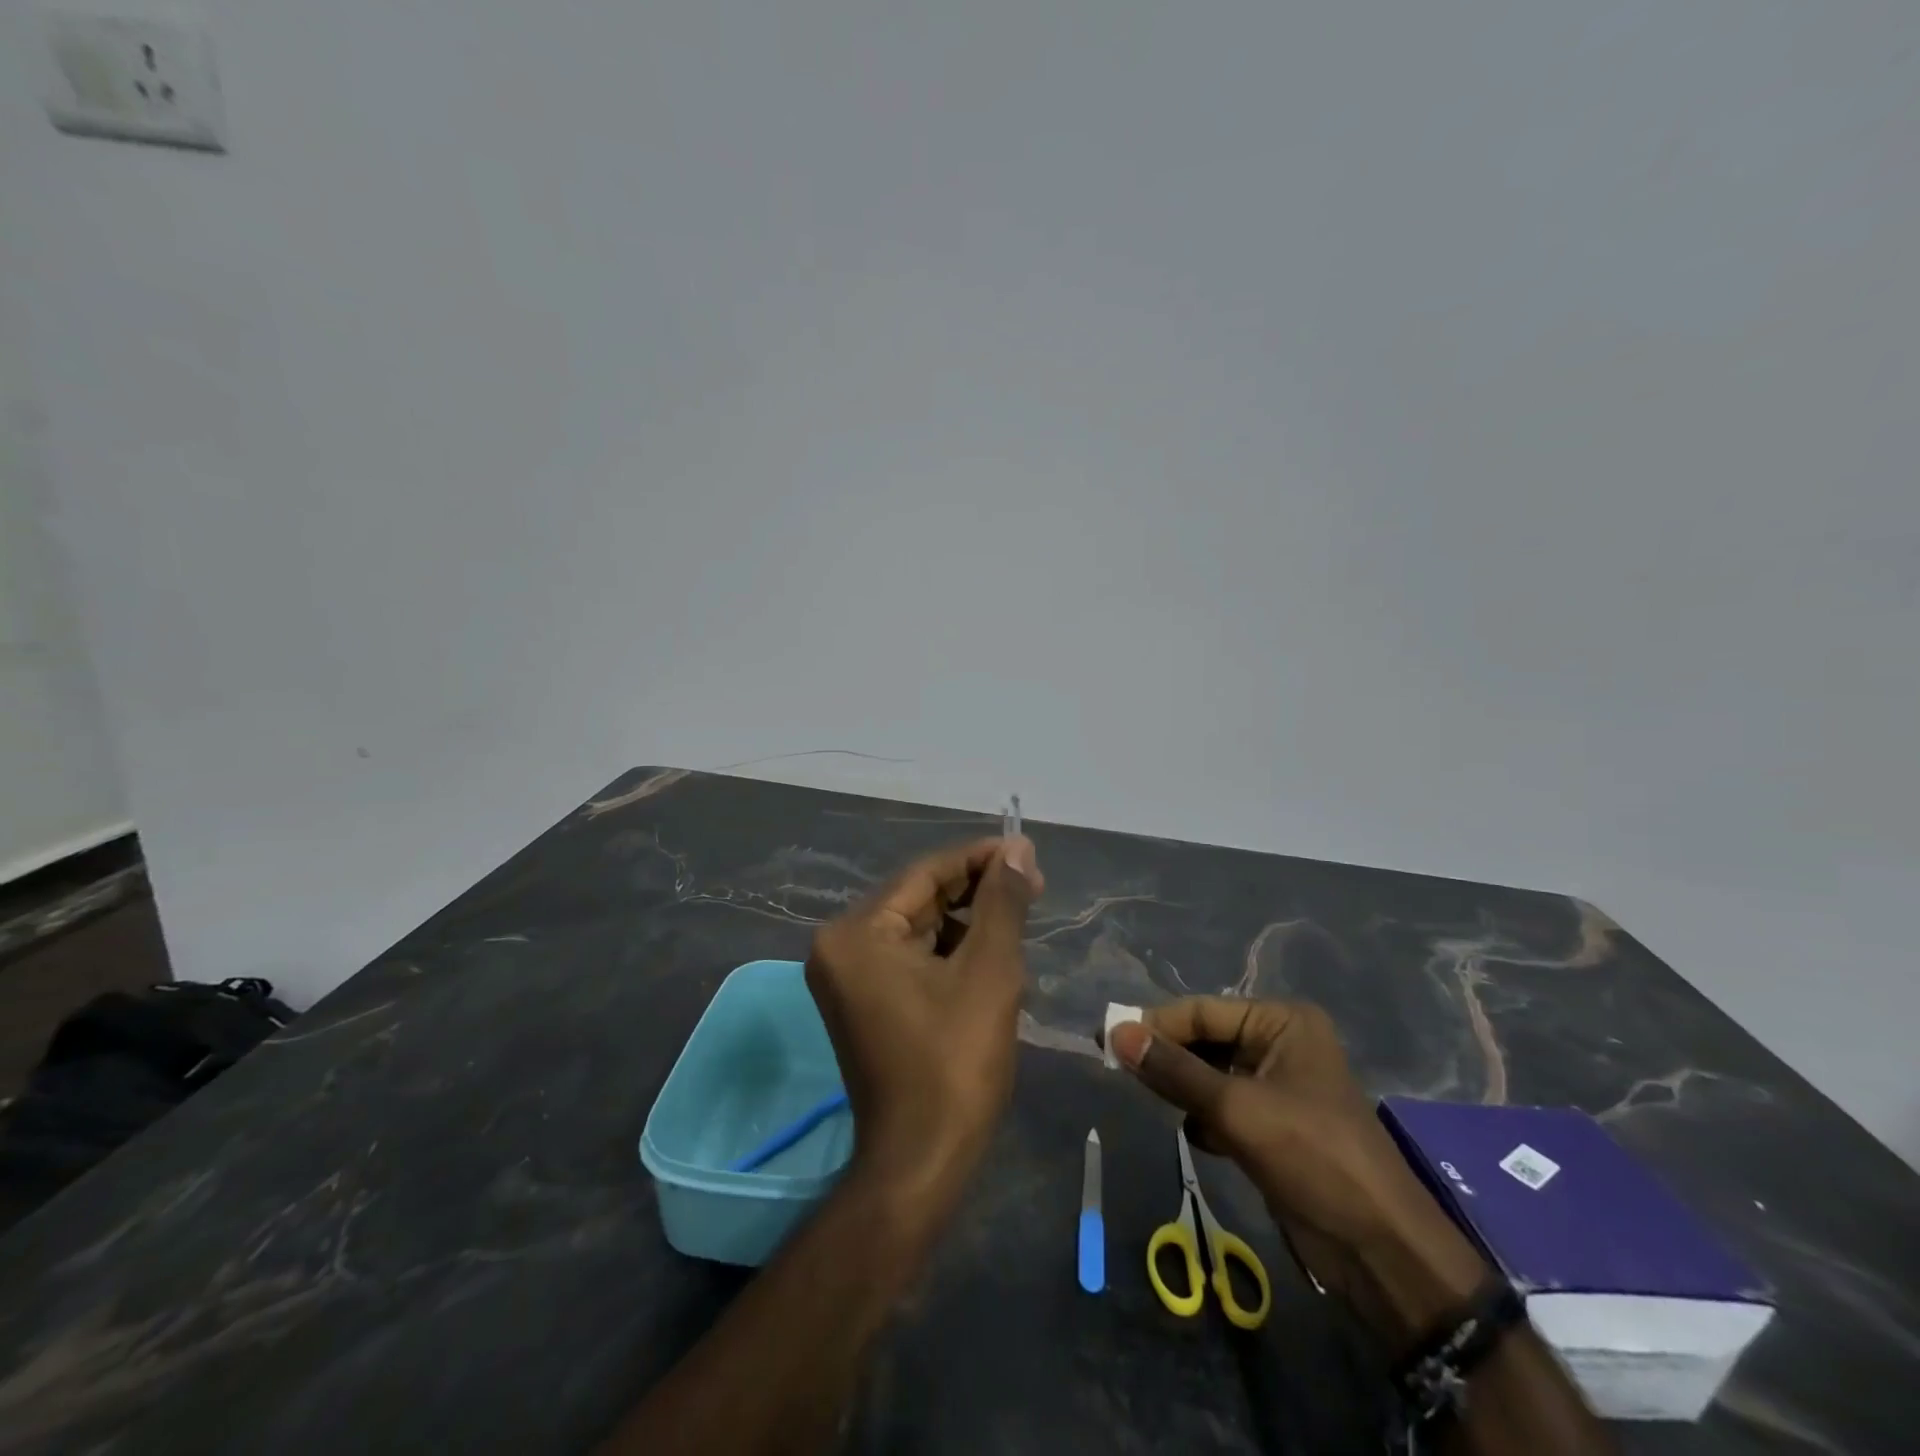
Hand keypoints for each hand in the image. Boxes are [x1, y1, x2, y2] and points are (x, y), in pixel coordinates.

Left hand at [806, 837, 1043, 1206]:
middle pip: (919, 899)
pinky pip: (911, 958)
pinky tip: (991, 955)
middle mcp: (840, 946)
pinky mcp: (864, 1001)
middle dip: (976, 892)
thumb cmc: (955, 1063)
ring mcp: (848, 977)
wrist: (922, 1162)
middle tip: (1031, 885)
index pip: (924, 873)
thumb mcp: (989, 971)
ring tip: (1019, 919)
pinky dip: (950, 952)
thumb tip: (1018, 847)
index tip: (1025, 852)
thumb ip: (1002, 901)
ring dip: (968, 922)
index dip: (978, 859)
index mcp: (857, 933)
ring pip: (919, 929)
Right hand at [1109, 998, 1487, 1338]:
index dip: (1154, 1023)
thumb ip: (1173, 1070)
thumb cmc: (1313, 1157)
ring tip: (1154, 1100)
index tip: (1106, 1036)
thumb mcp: (1236, 1109)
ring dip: (1184, 1089)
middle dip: (1168, 1057)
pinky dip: (1205, 1117)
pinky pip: (1224, 1105)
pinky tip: (1201, 1139)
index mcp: (1282, 1022)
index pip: (1203, 1011)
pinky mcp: (1275, 1125)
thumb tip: (1116, 1032)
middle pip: (1206, 1040)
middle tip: (1117, 1066)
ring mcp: (1279, 1086)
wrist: (1380, 1250)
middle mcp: (1281, 1044)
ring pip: (1211, 1074)